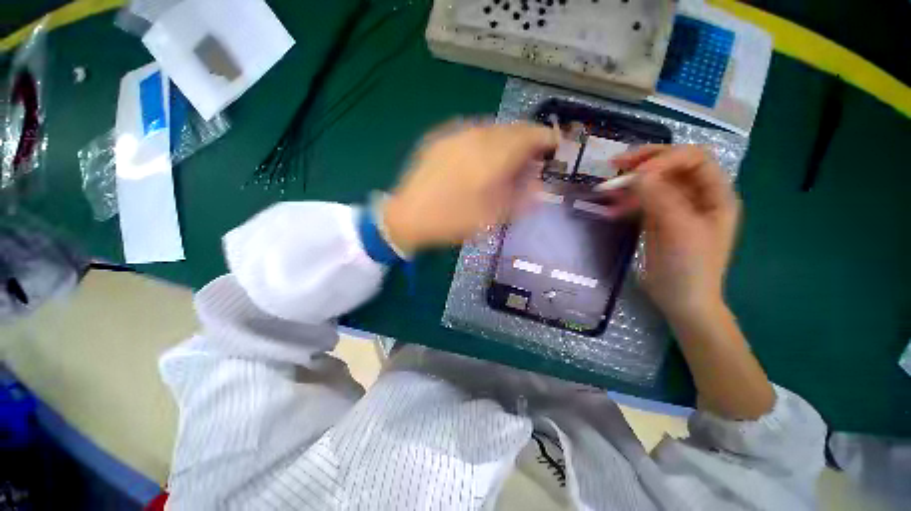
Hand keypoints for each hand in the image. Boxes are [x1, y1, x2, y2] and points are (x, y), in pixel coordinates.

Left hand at [383, 121, 556, 252]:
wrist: (407, 216)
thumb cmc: (451, 221)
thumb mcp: (492, 217)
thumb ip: (520, 198)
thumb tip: (539, 185)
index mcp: (491, 156)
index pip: (529, 135)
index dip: (547, 139)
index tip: (555, 148)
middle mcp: (475, 136)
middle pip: (511, 129)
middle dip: (526, 141)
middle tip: (531, 160)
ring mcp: (454, 133)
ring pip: (491, 128)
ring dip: (505, 141)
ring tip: (506, 161)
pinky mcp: (440, 138)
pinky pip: (471, 132)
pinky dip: (485, 141)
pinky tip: (480, 159)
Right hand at [614, 145, 739, 321]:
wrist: (681, 299)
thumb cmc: (690, 267)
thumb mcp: (679, 230)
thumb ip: (660, 198)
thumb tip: (637, 175)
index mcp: (715, 194)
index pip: (692, 159)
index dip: (664, 159)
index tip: (635, 174)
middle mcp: (697, 196)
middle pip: (671, 166)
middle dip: (643, 163)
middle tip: (614, 164)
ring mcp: (676, 208)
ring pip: (652, 183)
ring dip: (630, 183)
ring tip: (606, 190)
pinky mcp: (657, 220)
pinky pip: (641, 202)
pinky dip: (625, 202)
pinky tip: (611, 210)